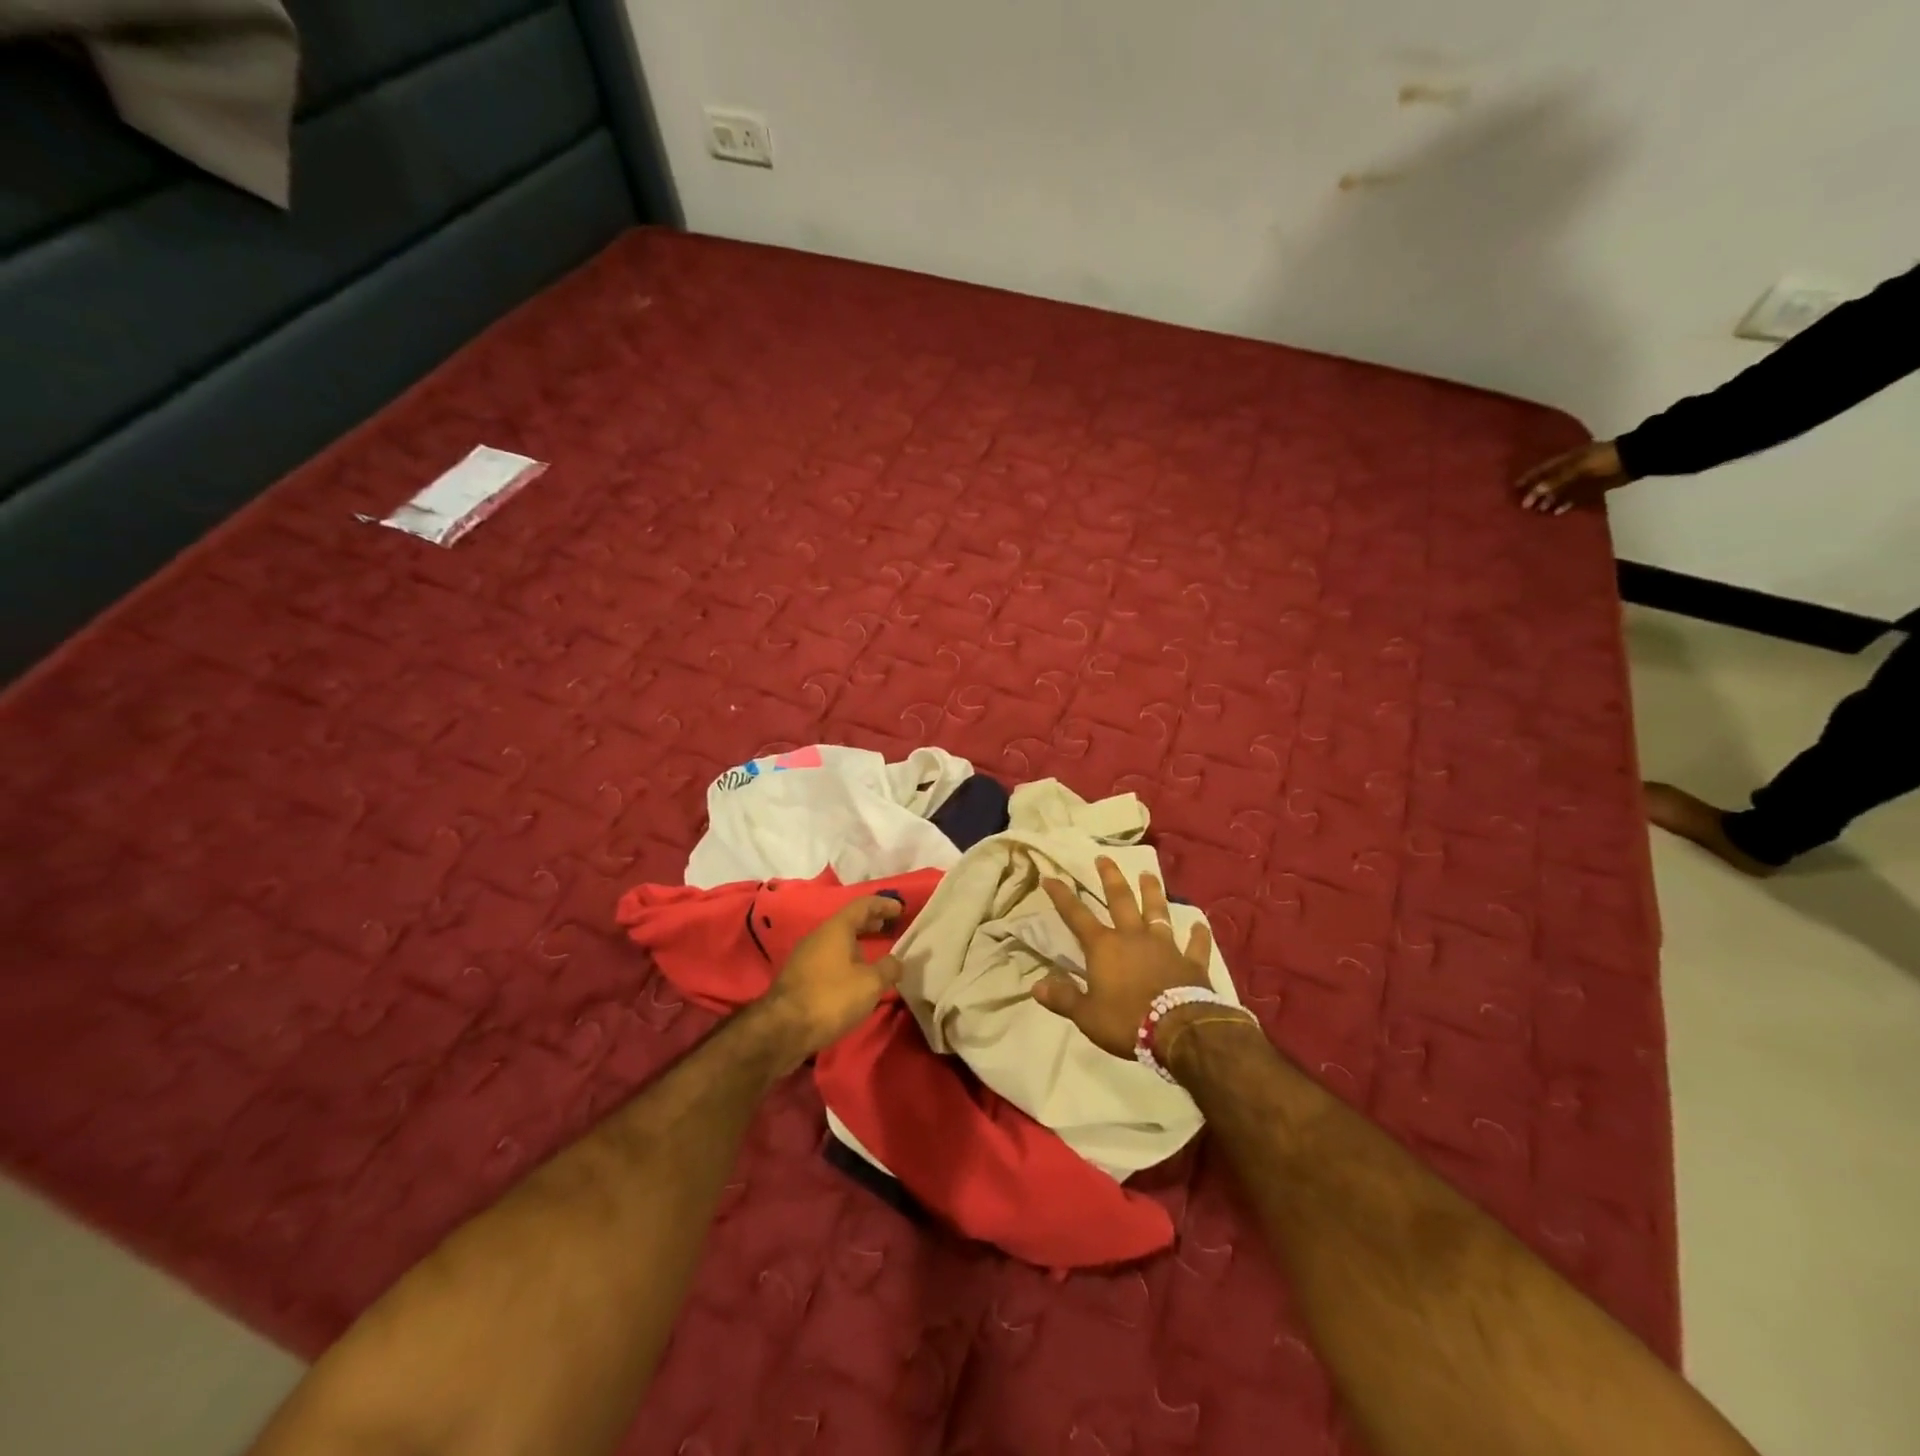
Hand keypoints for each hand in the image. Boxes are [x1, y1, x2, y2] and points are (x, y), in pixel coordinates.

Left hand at [760, 897, 903, 1066]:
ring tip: (876, 953)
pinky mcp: (798, 977)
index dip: (883, 904)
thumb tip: (896, 962)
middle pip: (848, 922)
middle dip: (871, 923)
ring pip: (837, 941)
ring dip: (858, 943)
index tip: (900, 908)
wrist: (783, 1029)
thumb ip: (888, 968)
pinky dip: (846, 959)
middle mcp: (818, 936)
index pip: (863, 905)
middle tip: (890, 927)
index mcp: (836, 929)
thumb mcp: (870, 983)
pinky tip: (854, 976)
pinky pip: (829, 958)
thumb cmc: (831, 997)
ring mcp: (805, 956)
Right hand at [1033, 857, 1213, 1058]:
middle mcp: (1133, 937)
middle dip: (1110, 878)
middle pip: (1121, 900)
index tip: (1050, 876)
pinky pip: (1196, 945)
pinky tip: (1201, 924)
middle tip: (1103, 857)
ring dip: (1152, 892)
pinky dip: (1199, 935)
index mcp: (1104, 947)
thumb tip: (1035, 986)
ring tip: (1148, 873)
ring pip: (1157, 912)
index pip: (1076, 916)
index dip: (1062, 896)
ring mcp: (1164, 946)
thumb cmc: (1126, 1021)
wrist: (1178, 1030)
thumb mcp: (1087, 1015)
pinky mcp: (1191, 962)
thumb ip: (1063, 998)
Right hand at [1515, 439, 1635, 513]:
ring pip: (1559, 491)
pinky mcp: (1591, 487)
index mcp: (1564, 461)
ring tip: (1538, 512)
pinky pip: (1574, 497)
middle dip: (1536, 493)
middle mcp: (1569, 470)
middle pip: (1548, 482)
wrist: (1634, 459)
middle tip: (1524, 506)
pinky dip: (1565, 504)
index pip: (1541, 470)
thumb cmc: (1603, 459)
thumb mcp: (1578, 467)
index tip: (1514, 489)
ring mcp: (1580, 479)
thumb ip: (1557, 479)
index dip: (1528, 478)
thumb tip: (1536, 492)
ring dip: (1549, 501)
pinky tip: (1557, 512)